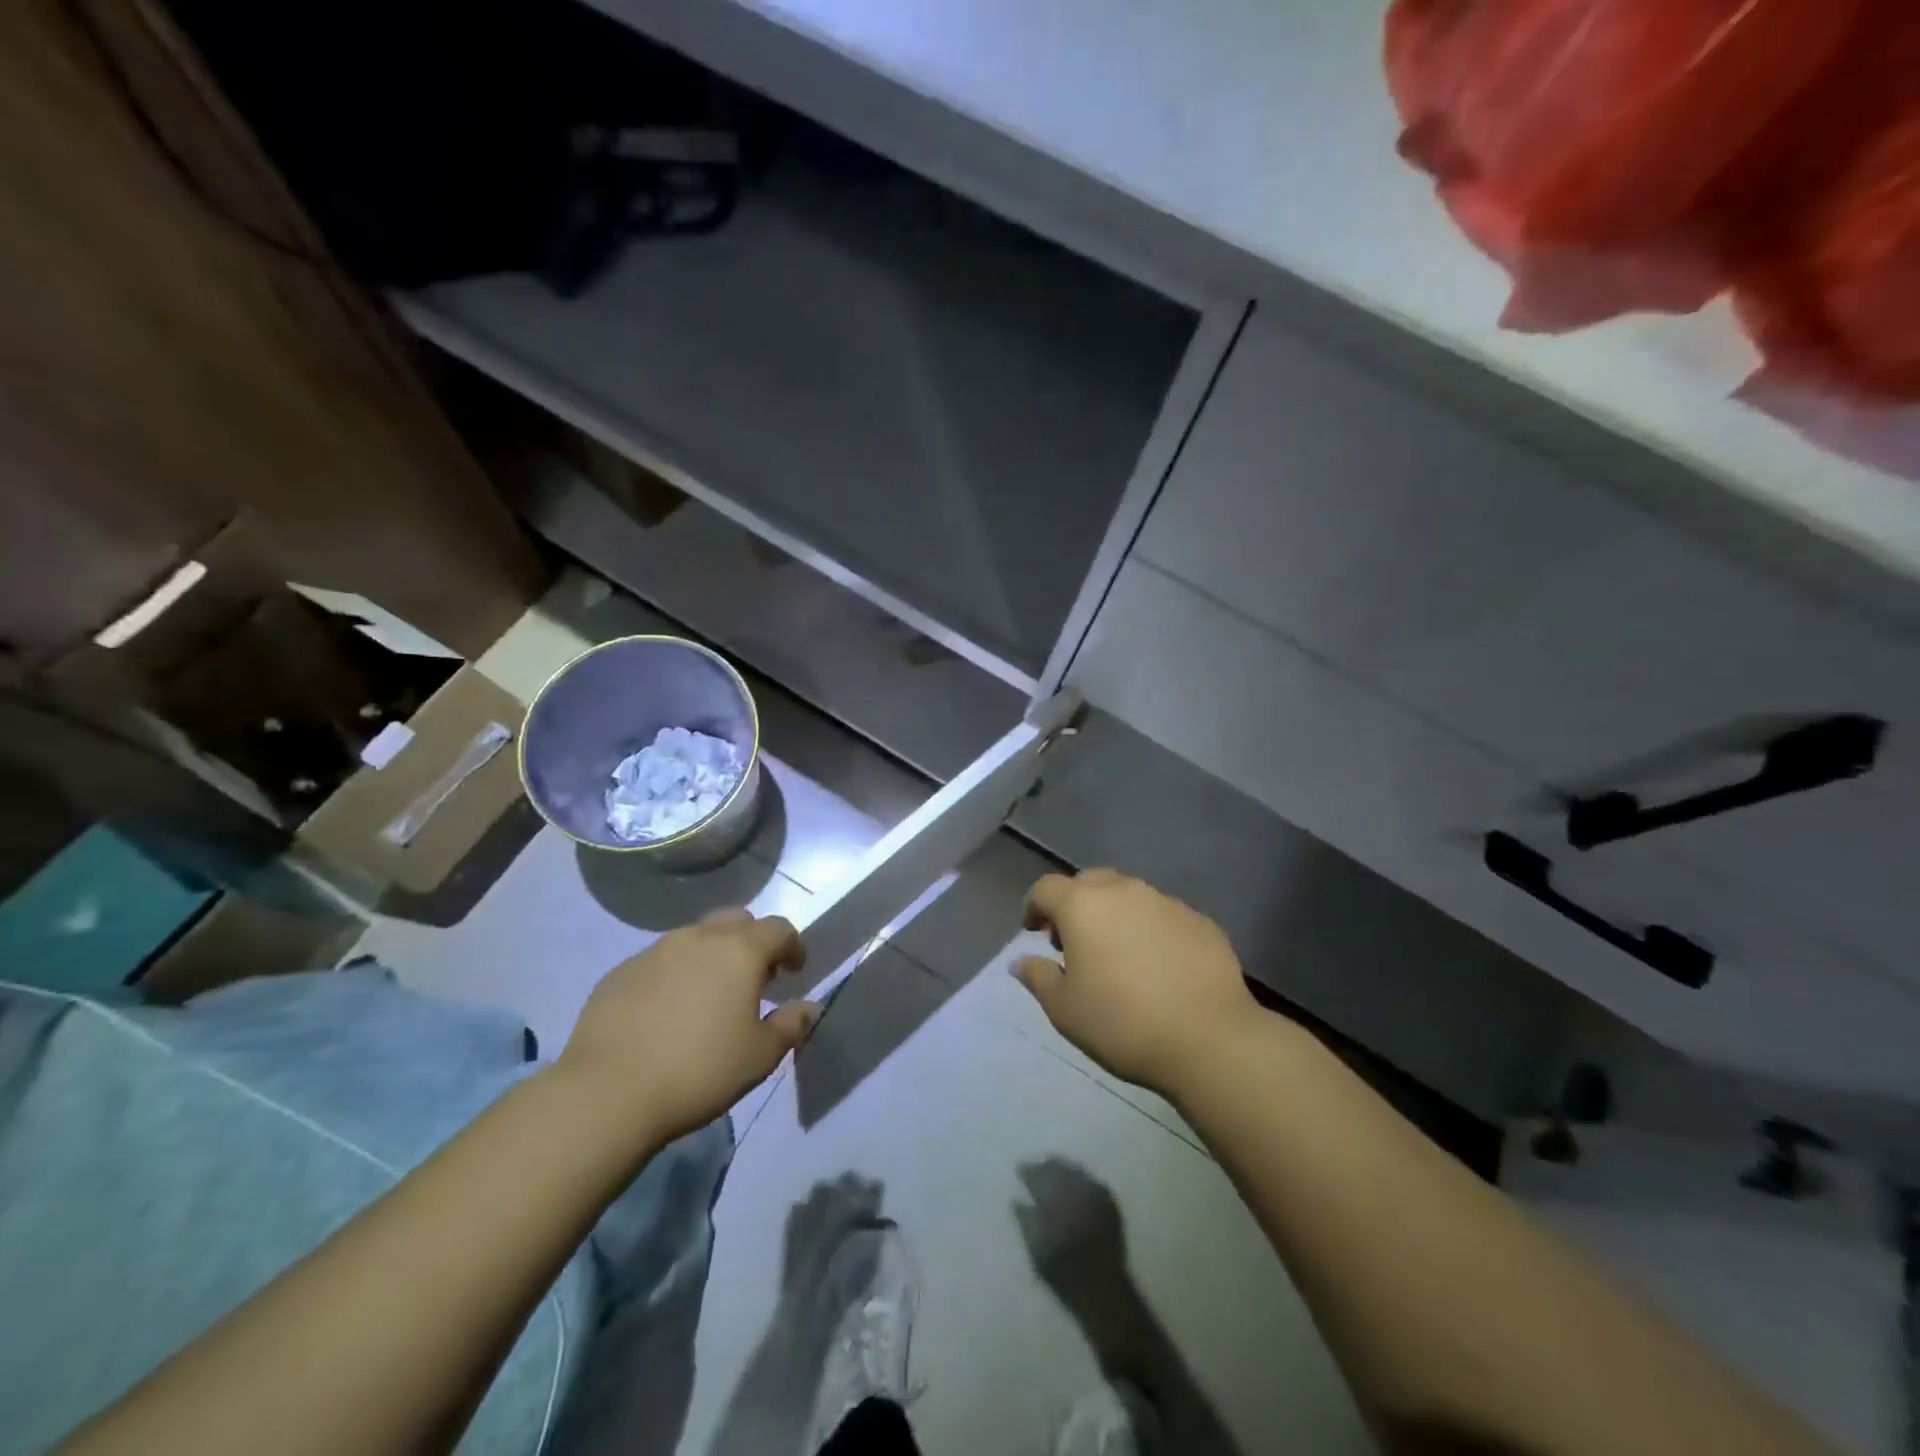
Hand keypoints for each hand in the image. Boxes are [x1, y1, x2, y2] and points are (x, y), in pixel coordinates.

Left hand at [559, 908, 818, 1142]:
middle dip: (752, 941)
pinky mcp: (619, 972)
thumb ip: (791, 1024)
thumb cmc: (700, 1070)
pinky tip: (667, 1012)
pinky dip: (674, 975)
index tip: (796, 970)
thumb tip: (809, 1007)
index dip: (793, 946)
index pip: (779, 929)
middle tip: (755, 977)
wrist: (608, 1093)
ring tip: (709, 995)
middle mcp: (699, 938)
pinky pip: (659, 961)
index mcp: (740, 951)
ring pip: (694, 938)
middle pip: (736, 920)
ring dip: (710, 955)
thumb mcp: (760, 1056)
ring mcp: (654, 951)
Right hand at [1015, 870, 1262, 1096]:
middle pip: (1089, 882)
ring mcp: (1166, 902)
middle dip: (1075, 903)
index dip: (1034, 906)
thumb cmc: (1122, 1023)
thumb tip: (1020, 961)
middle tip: (1074, 941)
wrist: (1209, 1039)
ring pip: (1130, 895)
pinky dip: (1151, 929)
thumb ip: (1038, 977)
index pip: (1046, 888)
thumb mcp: (1064, 1010)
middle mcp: (1124, 891)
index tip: (1034, 932)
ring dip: (1115, 914)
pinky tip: (1158, 965)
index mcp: (1083, 905)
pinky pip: (1163, 915)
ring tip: (1118, 953)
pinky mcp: (1200, 920)